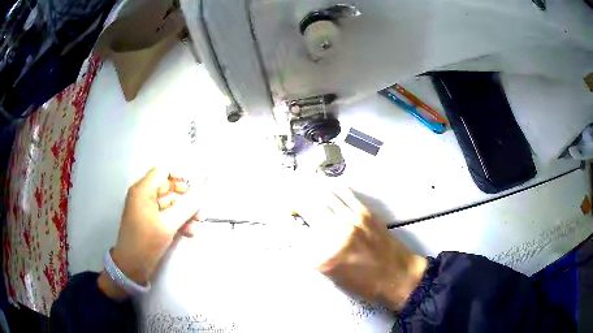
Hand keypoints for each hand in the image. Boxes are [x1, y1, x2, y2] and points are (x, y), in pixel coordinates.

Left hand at [98, 167, 199, 299]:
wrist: (132, 266)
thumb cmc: (146, 242)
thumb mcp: (168, 224)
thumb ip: (187, 207)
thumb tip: (203, 192)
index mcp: (142, 190)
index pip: (162, 172)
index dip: (179, 176)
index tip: (194, 188)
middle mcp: (143, 195)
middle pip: (167, 187)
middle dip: (185, 198)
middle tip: (199, 209)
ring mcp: (146, 209)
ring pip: (169, 203)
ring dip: (184, 212)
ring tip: (198, 224)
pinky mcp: (149, 220)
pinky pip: (166, 214)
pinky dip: (177, 220)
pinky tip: (189, 231)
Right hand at [295, 184, 426, 310]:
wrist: (397, 276)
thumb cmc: (364, 284)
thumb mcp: (333, 276)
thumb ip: (316, 255)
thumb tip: (305, 235)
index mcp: (323, 257)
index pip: (297, 234)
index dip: (287, 223)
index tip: (284, 216)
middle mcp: (334, 235)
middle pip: (309, 209)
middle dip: (296, 200)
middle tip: (291, 196)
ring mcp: (351, 221)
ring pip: (325, 197)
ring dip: (312, 189)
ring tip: (304, 182)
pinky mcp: (365, 213)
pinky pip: (346, 194)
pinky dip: (334, 187)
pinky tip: (328, 184)